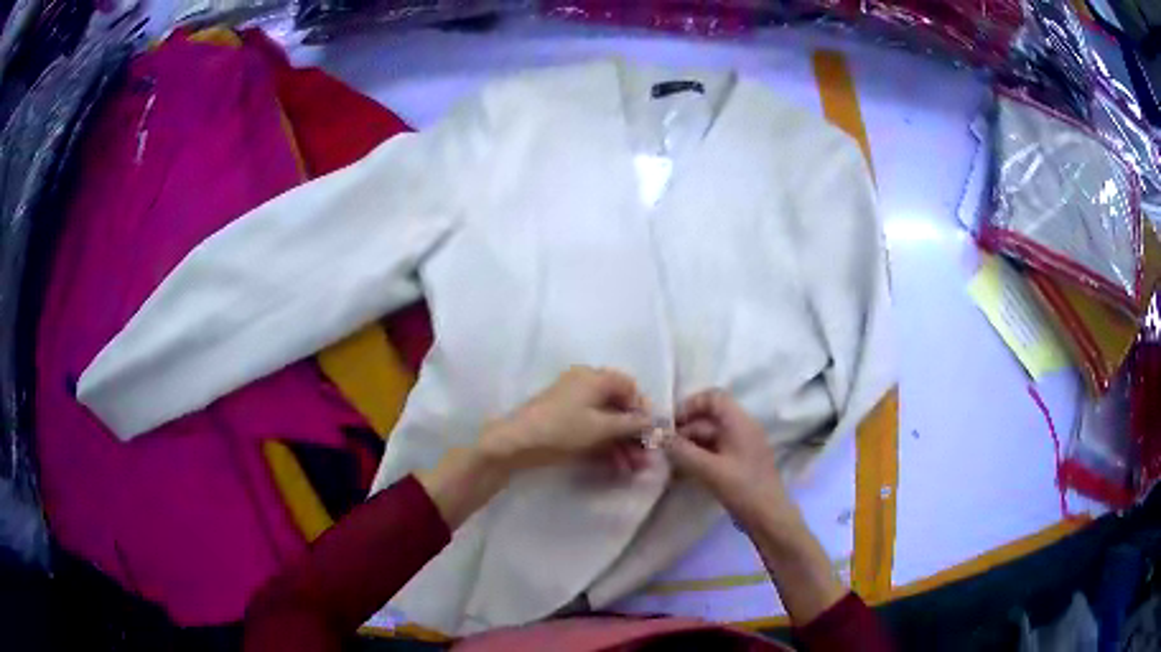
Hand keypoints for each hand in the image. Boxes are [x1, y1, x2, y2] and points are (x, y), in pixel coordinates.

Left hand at [478, 366, 652, 472]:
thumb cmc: (562, 429)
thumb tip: (651, 421)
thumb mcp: (601, 428)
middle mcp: (585, 385)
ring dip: (621, 444)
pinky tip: (616, 466)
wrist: (516, 443)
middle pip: (618, 407)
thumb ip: (630, 424)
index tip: (651, 433)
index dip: (643, 409)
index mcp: (594, 377)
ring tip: (632, 469)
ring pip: (605, 421)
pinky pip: (591, 429)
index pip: (629, 387)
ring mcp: (573, 404)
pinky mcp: (564, 421)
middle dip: (633, 434)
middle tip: (645, 458)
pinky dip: (605, 445)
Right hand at [664, 389, 793, 528]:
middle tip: (662, 447)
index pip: (713, 398)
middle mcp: (741, 429)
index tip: (669, 424)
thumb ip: (682, 451)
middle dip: (684, 430)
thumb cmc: (743, 488)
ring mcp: (740, 447)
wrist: (768, 517)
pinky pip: (714, 452)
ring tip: (668, 462)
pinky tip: (680, 473)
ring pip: (709, 437)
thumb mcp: (709, 470)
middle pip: (708, 419)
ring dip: (688, 446)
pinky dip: (697, 458)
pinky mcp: (738, 464)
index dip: (689, 405)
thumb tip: (659, 436)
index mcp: (740, 422)